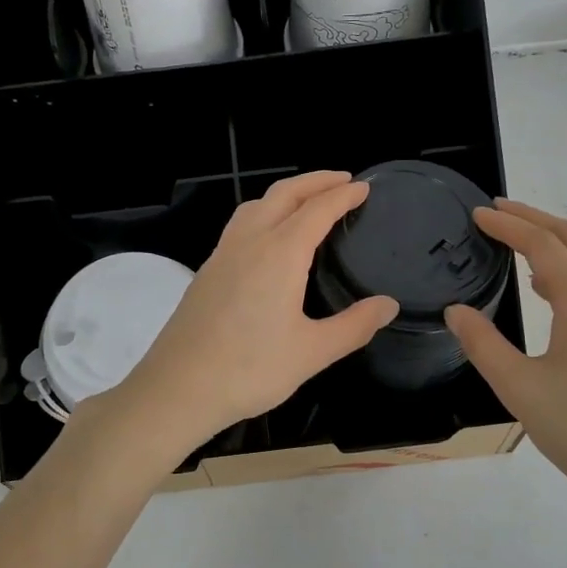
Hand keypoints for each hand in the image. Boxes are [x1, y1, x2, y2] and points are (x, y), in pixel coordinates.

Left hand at [110, 171, 398, 457]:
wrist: (178, 387)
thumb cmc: (250, 370)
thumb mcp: (312, 353)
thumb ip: (354, 326)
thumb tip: (388, 305)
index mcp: (279, 254)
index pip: (317, 210)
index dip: (343, 196)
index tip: (363, 188)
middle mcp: (249, 242)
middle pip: (284, 194)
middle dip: (315, 181)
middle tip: (342, 180)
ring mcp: (222, 254)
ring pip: (255, 205)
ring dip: (285, 194)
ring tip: (307, 201)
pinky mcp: (207, 271)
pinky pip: (240, 225)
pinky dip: (264, 213)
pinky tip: (269, 238)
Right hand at [445, 200, 566, 524]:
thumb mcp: (521, 390)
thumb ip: (484, 344)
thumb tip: (457, 311)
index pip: (545, 246)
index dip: (509, 225)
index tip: (478, 214)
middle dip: (535, 220)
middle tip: (498, 213)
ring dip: (555, 246)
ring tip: (517, 250)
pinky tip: (553, 296)